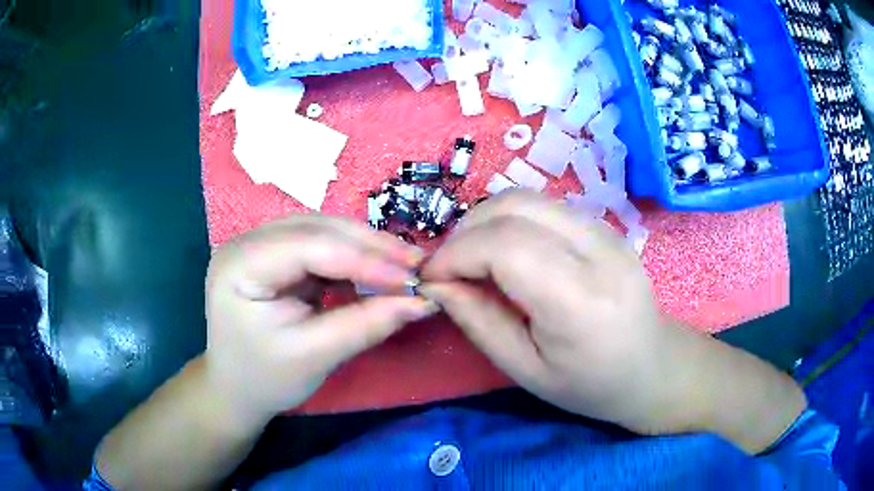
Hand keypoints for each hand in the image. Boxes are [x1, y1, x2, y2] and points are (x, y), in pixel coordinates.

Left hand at [204, 215, 435, 426]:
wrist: (236, 389)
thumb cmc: (266, 379)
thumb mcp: (315, 357)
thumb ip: (366, 325)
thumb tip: (422, 301)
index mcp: (240, 265)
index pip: (310, 247)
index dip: (365, 260)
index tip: (413, 278)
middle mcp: (246, 242)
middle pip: (317, 228)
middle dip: (370, 246)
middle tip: (417, 264)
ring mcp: (260, 245)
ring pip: (322, 230)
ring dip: (365, 246)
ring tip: (404, 264)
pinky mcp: (275, 255)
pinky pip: (320, 245)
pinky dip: (352, 257)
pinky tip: (377, 269)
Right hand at [419, 191, 715, 435]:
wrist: (651, 367)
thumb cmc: (589, 385)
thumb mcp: (524, 370)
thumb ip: (477, 320)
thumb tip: (434, 283)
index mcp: (582, 301)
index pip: (506, 246)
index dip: (456, 253)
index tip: (430, 278)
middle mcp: (599, 252)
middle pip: (515, 206)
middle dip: (466, 230)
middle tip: (448, 268)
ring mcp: (607, 231)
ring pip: (528, 198)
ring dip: (486, 221)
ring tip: (472, 259)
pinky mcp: (605, 225)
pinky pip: (545, 207)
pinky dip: (510, 221)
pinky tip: (506, 253)